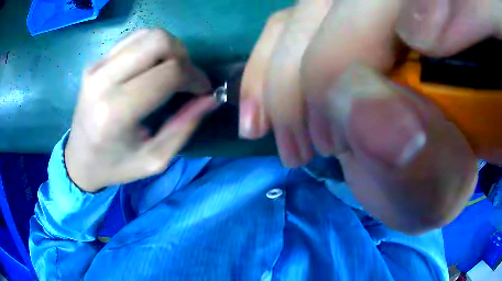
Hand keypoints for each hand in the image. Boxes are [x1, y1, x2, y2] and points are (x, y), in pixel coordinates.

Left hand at [65, 29, 218, 192]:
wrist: (79, 160)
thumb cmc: (116, 166)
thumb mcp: (155, 159)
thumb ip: (185, 126)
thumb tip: (210, 97)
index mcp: (116, 111)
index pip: (168, 73)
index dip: (194, 77)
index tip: (202, 90)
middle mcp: (103, 81)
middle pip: (158, 41)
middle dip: (183, 55)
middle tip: (185, 77)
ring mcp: (96, 67)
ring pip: (147, 34)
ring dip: (168, 49)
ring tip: (170, 71)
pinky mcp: (95, 63)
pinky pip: (133, 40)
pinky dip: (150, 48)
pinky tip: (150, 67)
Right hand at [241, 0, 500, 232]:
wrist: (414, 180)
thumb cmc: (432, 188)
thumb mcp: (435, 191)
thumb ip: (420, 157)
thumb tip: (363, 107)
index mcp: (454, 49)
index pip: (398, 6)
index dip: (352, 52)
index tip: (338, 136)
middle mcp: (409, 18)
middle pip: (334, 7)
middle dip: (311, 77)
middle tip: (313, 147)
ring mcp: (364, 17)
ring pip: (302, 16)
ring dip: (279, 81)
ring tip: (284, 140)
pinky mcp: (333, 31)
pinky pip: (283, 29)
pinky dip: (262, 71)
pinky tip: (258, 115)